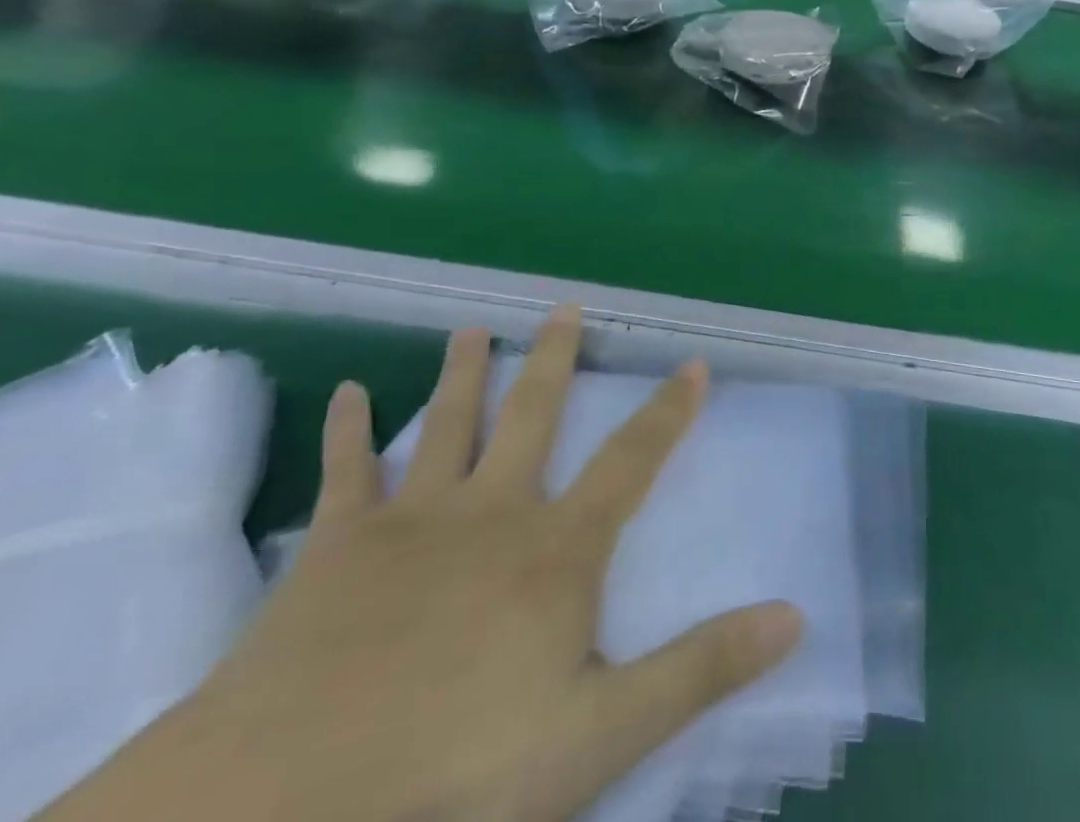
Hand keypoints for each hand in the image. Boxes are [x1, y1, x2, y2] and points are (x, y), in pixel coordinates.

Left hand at [46, 312, 801, 821]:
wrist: (286, 804)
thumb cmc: (456, 771)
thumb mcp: (601, 734)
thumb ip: (699, 669)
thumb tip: (793, 615)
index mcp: (556, 548)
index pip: (632, 461)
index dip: (668, 412)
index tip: (692, 362)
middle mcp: (493, 509)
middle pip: (534, 415)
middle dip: (555, 359)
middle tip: (565, 307)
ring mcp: (413, 518)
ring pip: (448, 423)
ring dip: (464, 372)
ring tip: (471, 327)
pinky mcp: (335, 544)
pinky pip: (347, 470)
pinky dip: (348, 429)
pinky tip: (345, 392)